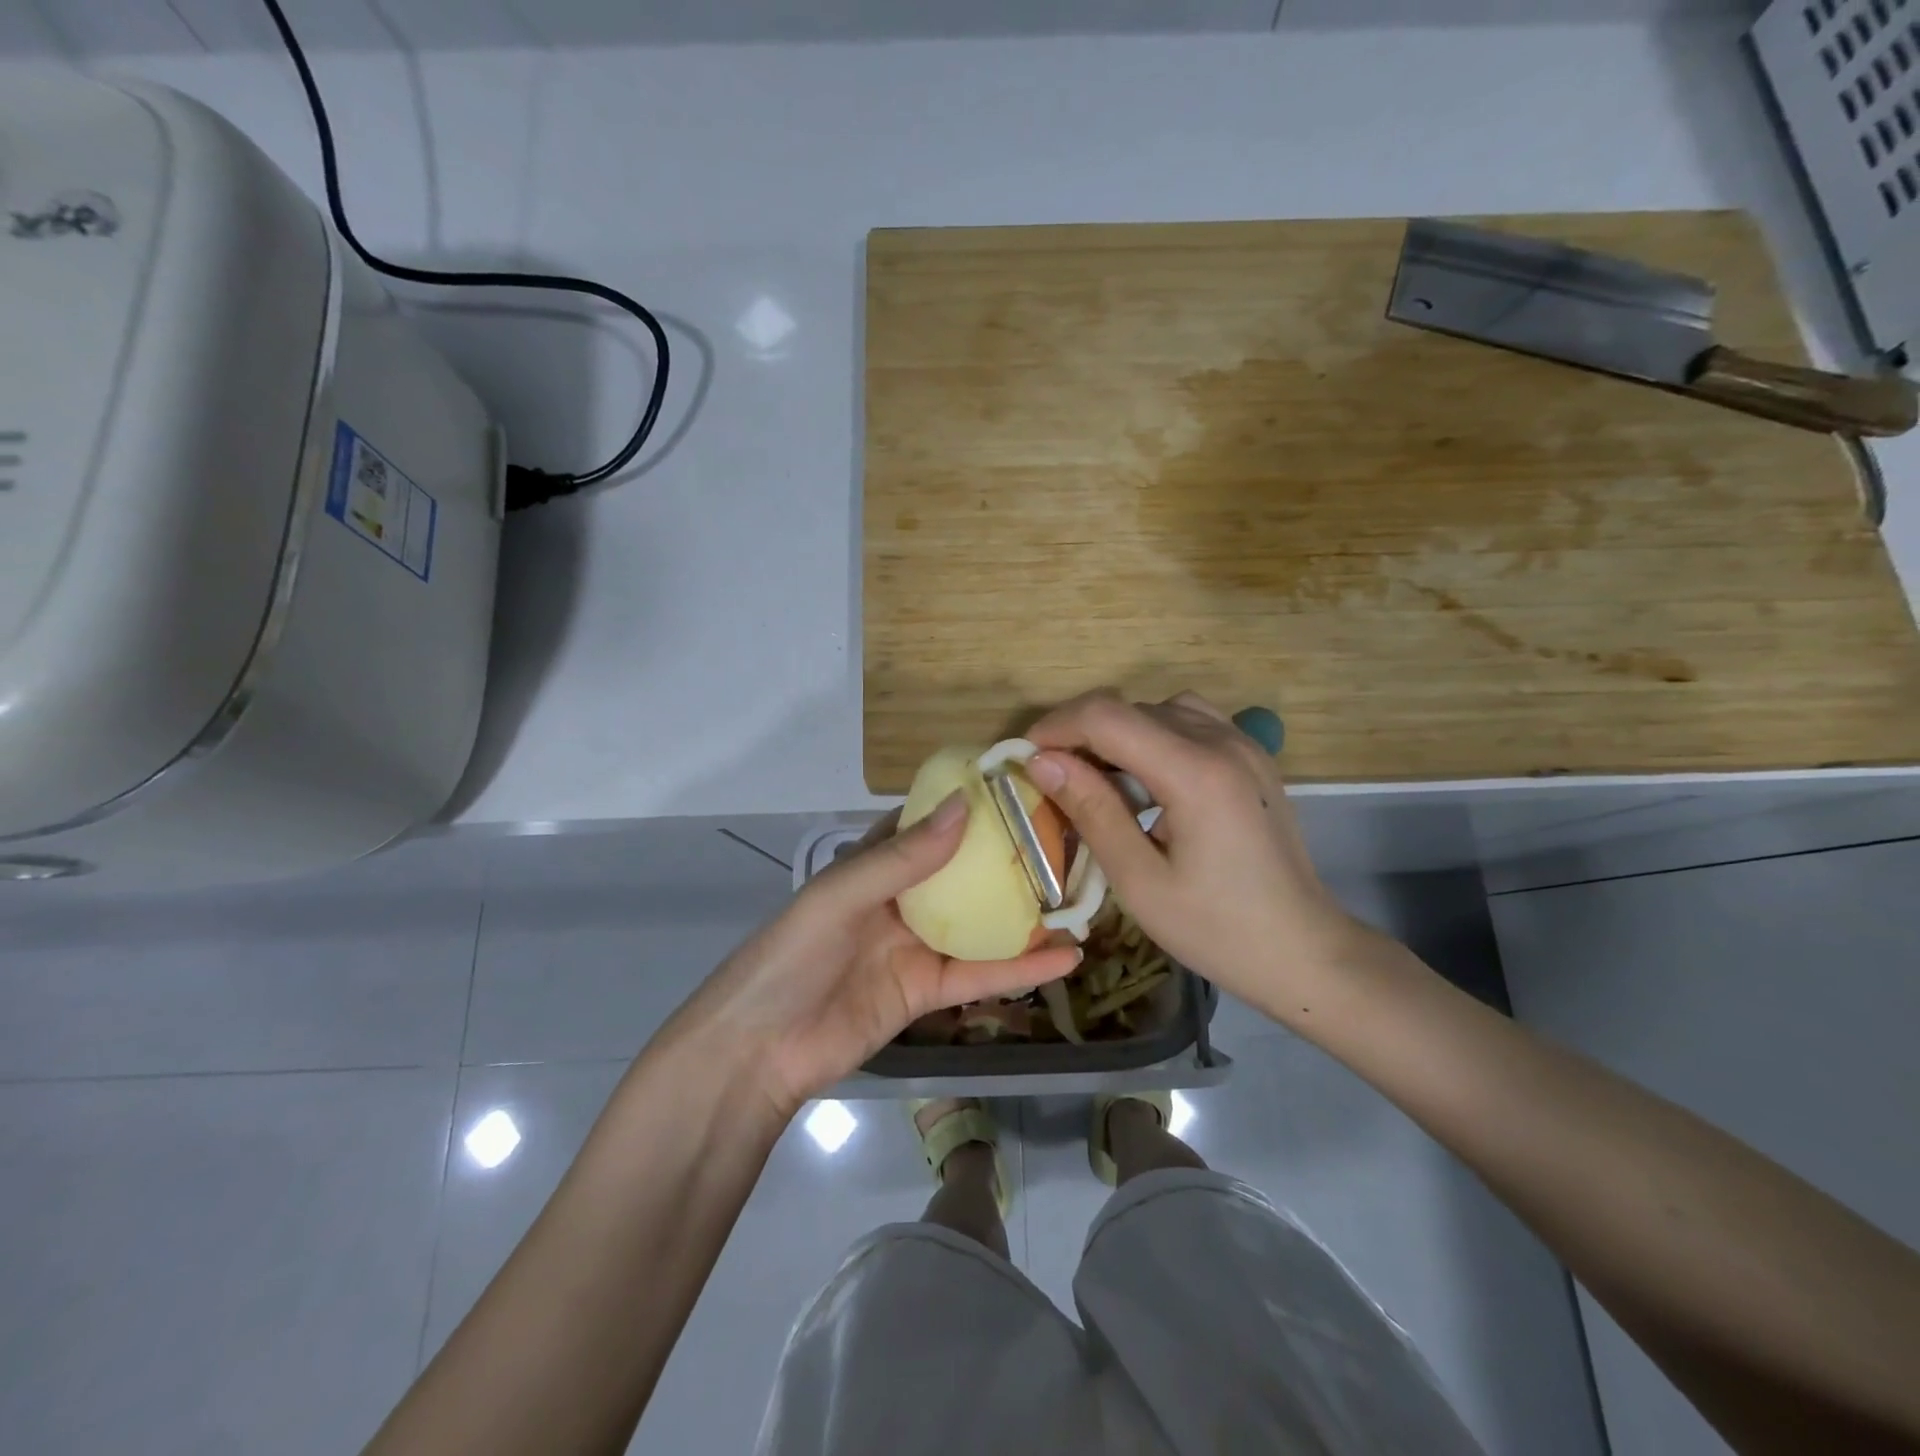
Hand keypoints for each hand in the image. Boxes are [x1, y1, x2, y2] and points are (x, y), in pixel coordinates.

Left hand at [671, 794, 1081, 1117]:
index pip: (928, 825)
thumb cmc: (792, 956)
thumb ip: (903, 857)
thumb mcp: (841, 896)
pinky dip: (1021, 968)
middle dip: (1009, 859)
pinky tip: (1066, 959)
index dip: (968, 806)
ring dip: (1025, 915)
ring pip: (980, 924)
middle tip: (1067, 841)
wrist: (760, 1051)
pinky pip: (980, 975)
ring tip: (1079, 898)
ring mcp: (917, 947)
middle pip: (963, 873)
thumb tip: (963, 806)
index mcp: (874, 865)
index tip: (1020, 788)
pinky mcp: (929, 992)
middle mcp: (901, 899)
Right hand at [1024, 690, 1372, 1017]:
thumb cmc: (1217, 930)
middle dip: (1081, 734)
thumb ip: (1091, 810)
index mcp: (1195, 772)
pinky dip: (1155, 737)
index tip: (1025, 759)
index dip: (1056, 727)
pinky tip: (1148, 781)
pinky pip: (1191, 722)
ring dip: (1119, 734)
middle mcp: (1222, 742)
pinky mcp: (1253, 757)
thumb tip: (1042, 762)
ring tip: (1099, 779)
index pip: (1107, 716)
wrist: (1304, 951)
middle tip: (1054, 781)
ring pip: (1160, 709)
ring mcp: (1244, 745)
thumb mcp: (1140, 880)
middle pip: (1131, 708)